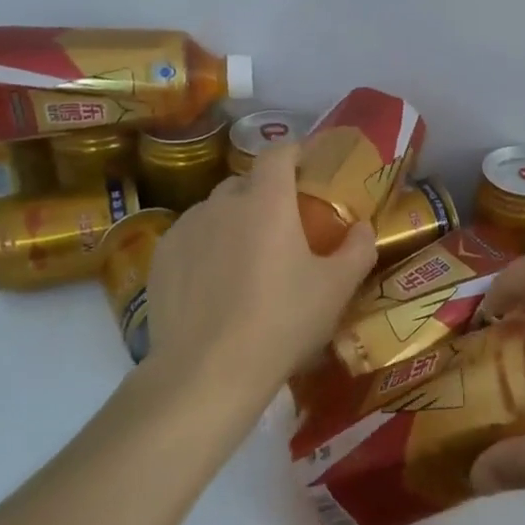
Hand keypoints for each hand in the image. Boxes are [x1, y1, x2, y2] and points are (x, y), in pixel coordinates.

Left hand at [144, 143, 376, 406]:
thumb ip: (358, 249)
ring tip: (247, 258)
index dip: (295, 152)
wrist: (207, 372)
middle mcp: (222, 203)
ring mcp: (186, 228)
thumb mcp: (336, 289)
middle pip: (246, 181)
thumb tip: (363, 227)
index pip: (278, 152)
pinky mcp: (160, 258)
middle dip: (266, 193)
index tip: (307, 167)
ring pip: (216, 210)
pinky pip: (191, 237)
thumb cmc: (282, 322)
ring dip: (234, 220)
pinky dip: (207, 246)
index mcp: (267, 201)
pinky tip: (215, 282)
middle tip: (284, 225)